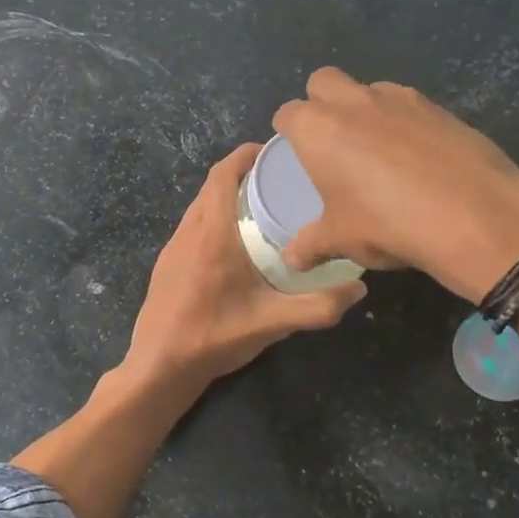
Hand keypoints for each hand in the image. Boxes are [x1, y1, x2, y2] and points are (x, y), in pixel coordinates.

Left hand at [124, 143, 365, 388]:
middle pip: (211, 187)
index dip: (244, 155)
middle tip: (277, 180)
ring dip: (224, 198)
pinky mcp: (166, 266)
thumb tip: (359, 288)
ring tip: (259, 208)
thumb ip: (318, 306)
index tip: (271, 150)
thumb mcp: (273, 323)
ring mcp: (172, 249)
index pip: (222, 175)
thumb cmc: (215, 337)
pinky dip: (212, 219)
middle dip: (240, 174)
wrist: (159, 367)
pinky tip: (233, 245)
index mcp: (212, 234)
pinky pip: (191, 228)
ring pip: (198, 207)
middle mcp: (188, 232)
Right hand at [272, 68, 518, 302]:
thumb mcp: (341, 240)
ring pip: (368, 88)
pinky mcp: (438, 106)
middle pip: (323, 82)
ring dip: (363, 108)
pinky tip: (416, 157)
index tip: (297, 153)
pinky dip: (402, 121)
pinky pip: (407, 104)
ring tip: (376, 150)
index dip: (289, 131)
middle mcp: (353, 102)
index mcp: (318, 129)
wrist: (473, 215)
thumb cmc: (387, 223)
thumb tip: (291, 259)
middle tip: (332, 142)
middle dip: (321, 102)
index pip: (287, 114)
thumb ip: (310, 245)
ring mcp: (399, 98)